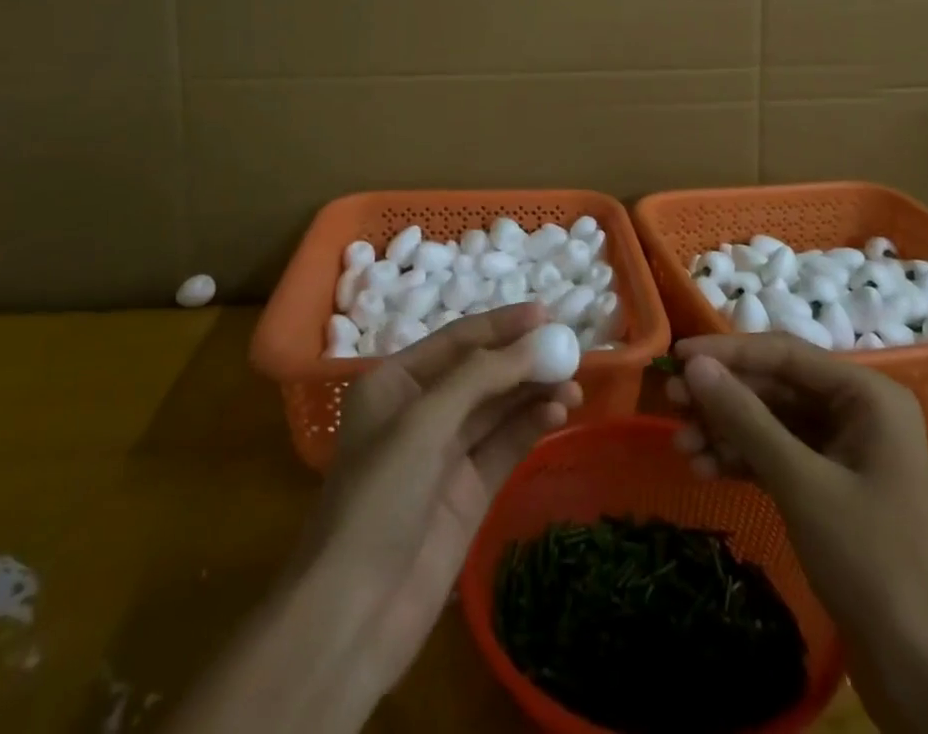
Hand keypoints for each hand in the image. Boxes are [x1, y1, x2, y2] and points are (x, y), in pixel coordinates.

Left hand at [305, 303, 581, 689]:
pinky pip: (506, 445)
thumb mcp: (424, 422)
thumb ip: (481, 376)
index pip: (457, 340)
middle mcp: (421, 410)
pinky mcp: (469, 491)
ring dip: (534, 391)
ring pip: (499, 408)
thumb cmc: (379, 497)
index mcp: (395, 383)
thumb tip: (536, 340)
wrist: (354, 613)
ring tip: (573, 383)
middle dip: (523, 359)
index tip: (547, 314)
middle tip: (569, 349)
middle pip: (482, 372)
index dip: (502, 325)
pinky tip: (559, 412)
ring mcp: (447, 453)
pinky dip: (532, 425)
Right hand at [666, 334, 927, 733]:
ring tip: (682, 447)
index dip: (728, 352)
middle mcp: (858, 413)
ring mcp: (846, 454)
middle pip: (776, 387)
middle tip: (671, 404)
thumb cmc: (874, 563)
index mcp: (867, 396)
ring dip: (727, 432)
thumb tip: (694, 366)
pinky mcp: (833, 492)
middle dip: (724, 397)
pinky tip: (706, 471)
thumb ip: (746, 419)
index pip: (785, 354)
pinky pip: (779, 458)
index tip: (676, 358)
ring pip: (773, 423)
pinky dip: (743, 461)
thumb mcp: (802, 484)